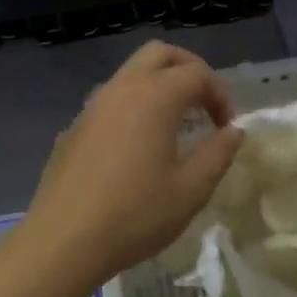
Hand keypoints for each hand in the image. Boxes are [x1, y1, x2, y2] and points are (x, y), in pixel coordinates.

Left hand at [24, 41, 243, 285]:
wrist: (63, 241)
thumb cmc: (135, 215)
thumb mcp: (191, 190)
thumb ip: (218, 153)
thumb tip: (233, 131)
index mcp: (154, 97)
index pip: (197, 74)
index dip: (221, 96)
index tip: (228, 129)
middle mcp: (121, 89)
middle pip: (159, 54)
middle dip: (189, 70)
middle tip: (205, 105)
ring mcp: (92, 107)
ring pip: (131, 74)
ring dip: (159, 86)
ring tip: (175, 126)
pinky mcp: (74, 129)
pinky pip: (111, 101)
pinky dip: (134, 107)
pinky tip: (138, 149)